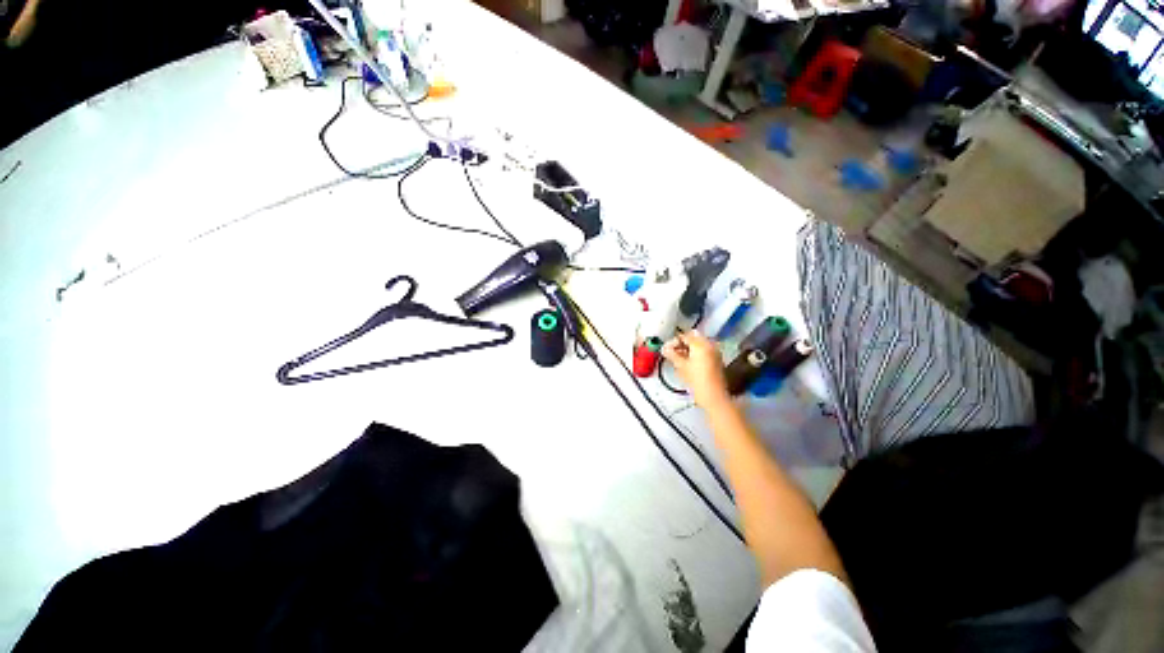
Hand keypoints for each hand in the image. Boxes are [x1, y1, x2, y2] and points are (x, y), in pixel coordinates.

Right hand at [662, 331, 729, 409]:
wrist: (714, 396)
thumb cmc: (696, 380)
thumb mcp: (681, 366)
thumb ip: (672, 355)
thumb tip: (664, 348)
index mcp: (701, 344)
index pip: (685, 336)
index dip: (674, 341)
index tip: (667, 348)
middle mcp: (710, 345)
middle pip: (693, 338)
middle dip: (682, 344)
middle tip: (672, 352)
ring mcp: (715, 352)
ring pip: (699, 344)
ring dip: (689, 348)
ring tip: (679, 358)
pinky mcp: (717, 359)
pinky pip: (704, 351)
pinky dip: (696, 353)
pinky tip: (688, 362)